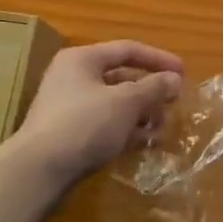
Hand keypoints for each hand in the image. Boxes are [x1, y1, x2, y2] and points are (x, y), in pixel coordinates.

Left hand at [13, 41, 184, 185]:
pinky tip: (146, 142)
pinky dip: (127, 130)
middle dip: (151, 91)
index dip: (159, 59)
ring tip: (163, 127)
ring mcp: (71, 108)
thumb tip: (174, 79)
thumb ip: (153, 88)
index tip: (183, 73)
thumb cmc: (84, 124)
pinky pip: (107, 124)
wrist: (39, 171)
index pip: (128, 49)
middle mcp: (74, 78)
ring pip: (116, 103)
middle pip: (122, 77)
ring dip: (142, 113)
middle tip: (175, 103)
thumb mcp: (126, 102)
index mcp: (83, 60)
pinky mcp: (71, 134)